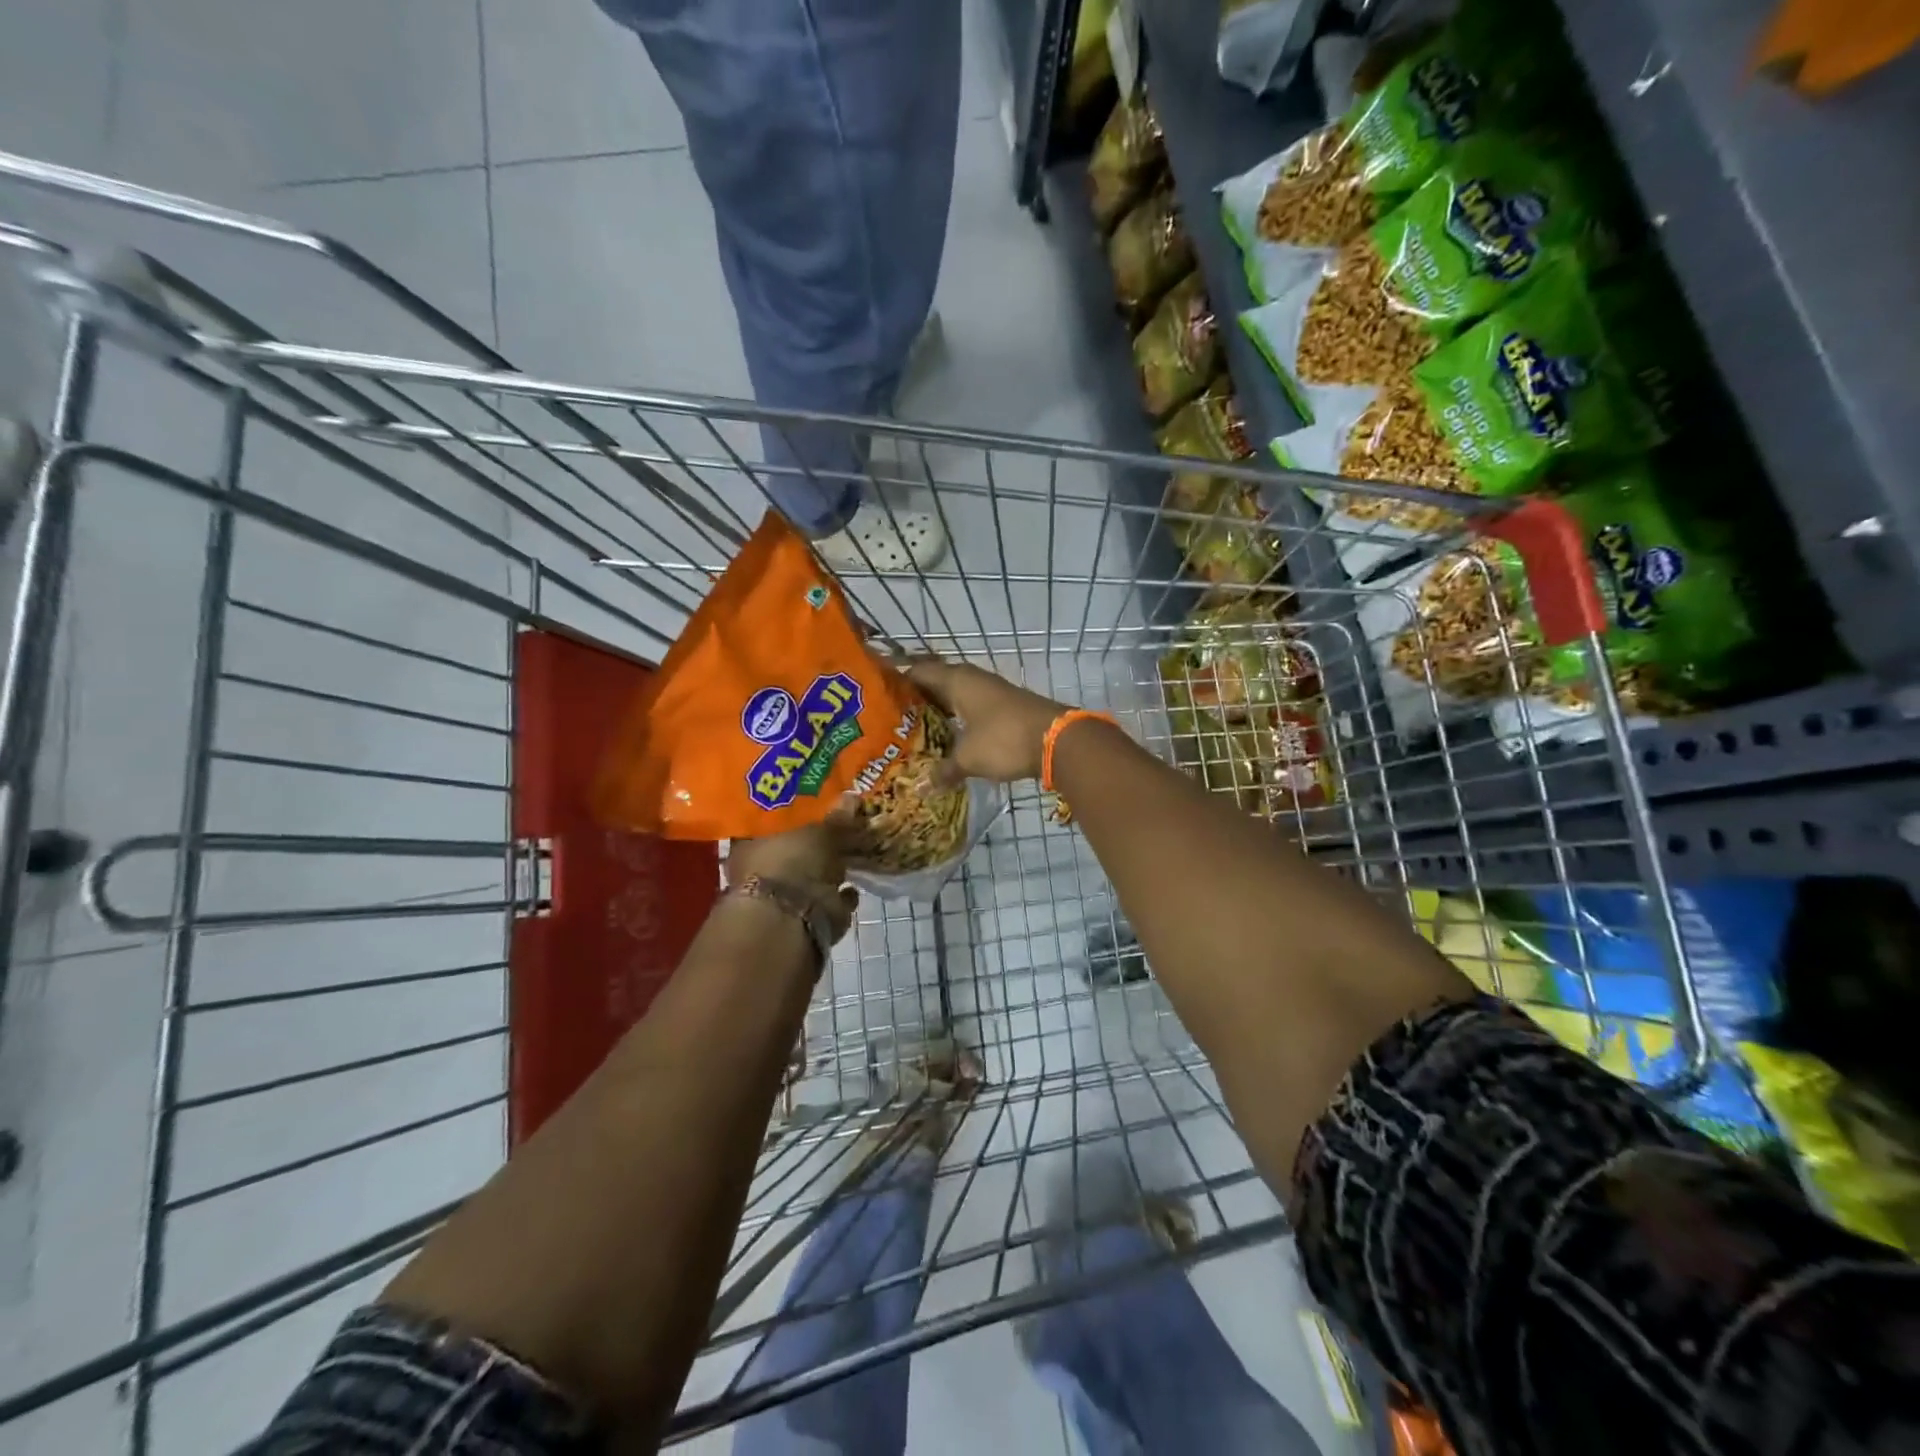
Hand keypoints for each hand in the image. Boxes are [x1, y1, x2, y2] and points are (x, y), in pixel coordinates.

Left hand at [726, 816, 858, 945]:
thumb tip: (852, 796)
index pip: (769, 824)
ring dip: (829, 871)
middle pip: (791, 851)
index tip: (813, 806)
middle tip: (838, 829)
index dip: (791, 815)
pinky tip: (852, 887)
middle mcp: (760, 871)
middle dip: (814, 844)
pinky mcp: (803, 920)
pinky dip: (839, 896)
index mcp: (749, 844)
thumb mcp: (819, 831)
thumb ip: (836, 817)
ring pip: (809, 878)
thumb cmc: (792, 861)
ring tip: (851, 856)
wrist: (793, 917)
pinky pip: (826, 902)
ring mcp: (781, 898)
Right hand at [904, 658, 1068, 784]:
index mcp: (956, 680)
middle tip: (891, 719)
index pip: (917, 671)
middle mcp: (972, 679)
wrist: (1057, 740)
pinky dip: (957, 720)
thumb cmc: (1004, 740)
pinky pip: (971, 709)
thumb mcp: (968, 758)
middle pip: (936, 683)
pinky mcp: (1004, 708)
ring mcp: (990, 692)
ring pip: (955, 697)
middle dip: (915, 700)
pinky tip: (948, 738)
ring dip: (938, 711)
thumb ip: (943, 770)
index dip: (897, 681)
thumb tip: (922, 787)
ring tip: (914, 731)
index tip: (878, 697)